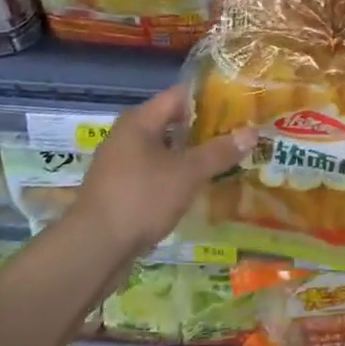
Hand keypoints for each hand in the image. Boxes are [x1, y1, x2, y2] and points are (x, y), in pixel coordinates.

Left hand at [73, 84, 257, 257]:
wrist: (93, 250)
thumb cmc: (141, 198)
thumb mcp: (187, 173)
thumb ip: (219, 152)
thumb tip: (252, 132)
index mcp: (140, 121)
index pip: (180, 95)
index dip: (211, 98)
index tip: (239, 105)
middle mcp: (127, 136)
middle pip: (173, 122)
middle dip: (205, 129)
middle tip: (238, 134)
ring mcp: (121, 164)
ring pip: (165, 150)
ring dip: (191, 155)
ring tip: (226, 160)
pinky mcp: (120, 190)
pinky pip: (155, 172)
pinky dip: (177, 175)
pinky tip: (198, 187)